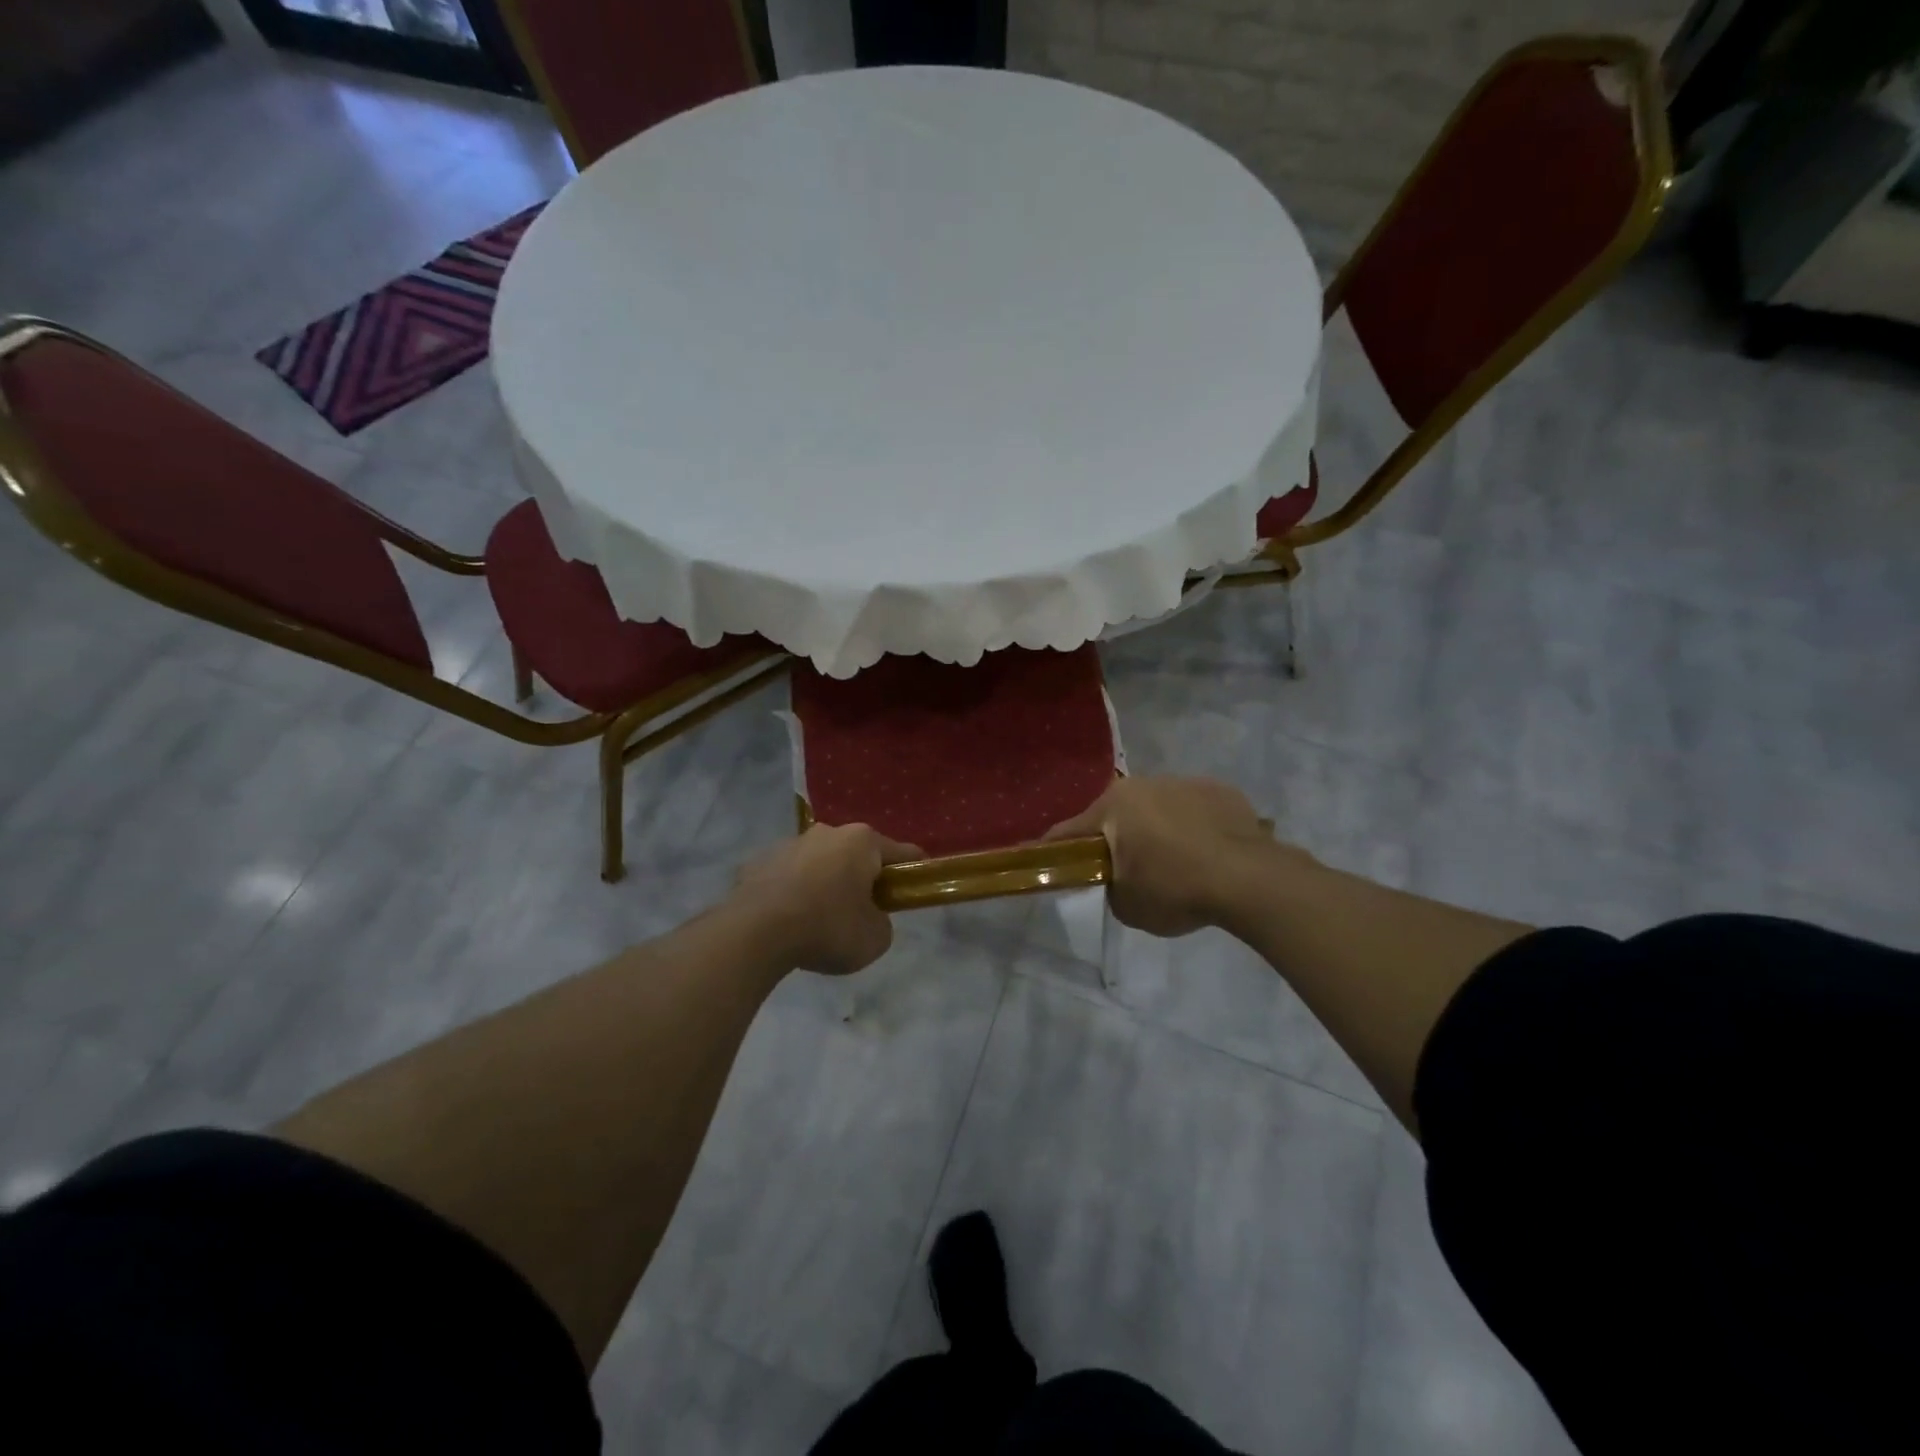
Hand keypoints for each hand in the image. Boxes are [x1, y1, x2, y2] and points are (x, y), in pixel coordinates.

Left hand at [733, 824, 920, 975]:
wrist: (754, 933)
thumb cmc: (828, 928)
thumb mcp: (875, 938)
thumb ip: (882, 922)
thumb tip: (868, 916)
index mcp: (862, 841)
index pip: (902, 853)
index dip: (913, 873)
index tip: (914, 892)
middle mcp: (827, 832)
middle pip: (857, 855)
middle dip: (863, 878)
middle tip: (863, 913)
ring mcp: (789, 844)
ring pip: (819, 863)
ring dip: (825, 884)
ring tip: (819, 922)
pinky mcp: (757, 862)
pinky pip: (787, 878)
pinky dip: (792, 894)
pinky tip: (787, 923)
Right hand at [1046, 776, 1302, 936]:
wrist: (1248, 879)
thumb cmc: (1175, 889)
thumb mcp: (1127, 905)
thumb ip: (1111, 887)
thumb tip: (1120, 879)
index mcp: (1113, 805)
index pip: (1070, 830)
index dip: (1057, 850)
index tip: (1050, 862)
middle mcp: (1145, 784)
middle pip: (1118, 814)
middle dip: (1118, 837)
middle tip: (1127, 869)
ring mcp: (1185, 782)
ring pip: (1159, 808)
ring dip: (1158, 829)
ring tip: (1177, 863)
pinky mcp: (1221, 791)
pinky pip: (1195, 810)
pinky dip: (1194, 827)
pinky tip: (1208, 855)